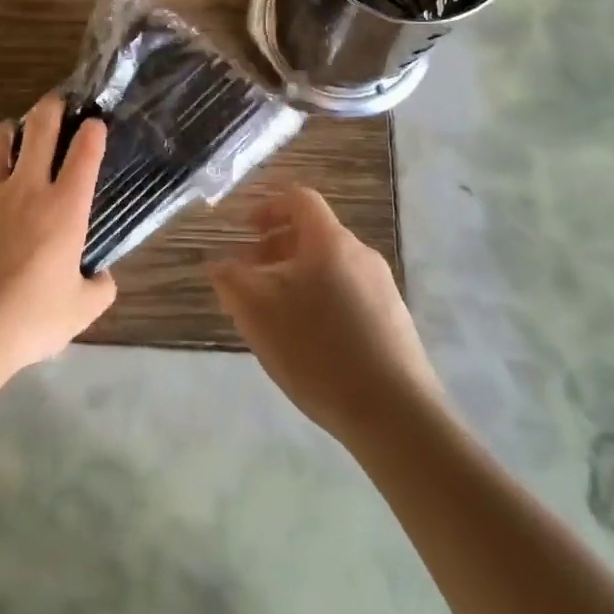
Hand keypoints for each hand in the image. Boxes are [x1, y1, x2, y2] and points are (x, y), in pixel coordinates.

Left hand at [0, 96, 112, 374]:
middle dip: (51, 107)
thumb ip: (100, 288)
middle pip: (39, 127)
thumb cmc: (30, 318)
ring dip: (6, 132)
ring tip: (11, 135)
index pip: (85, 152)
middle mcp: (27, 188)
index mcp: (65, 207)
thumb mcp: (81, 311)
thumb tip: (101, 277)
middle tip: (55, 104)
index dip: (93, 131)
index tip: (95, 124)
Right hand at [209, 185, 437, 447]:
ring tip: (274, 315)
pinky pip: (348, 294)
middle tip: (250, 277)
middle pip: (314, 235)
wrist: (394, 413)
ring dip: (297, 277)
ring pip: (330, 267)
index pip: (299, 200)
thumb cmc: (317, 349)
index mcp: (330, 241)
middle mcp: (361, 255)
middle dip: (277, 249)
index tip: (246, 231)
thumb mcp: (257, 313)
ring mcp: (383, 289)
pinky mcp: (394, 321)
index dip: (268, 208)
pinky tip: (309, 342)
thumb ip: (231, 280)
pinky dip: (321, 301)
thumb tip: (219, 264)